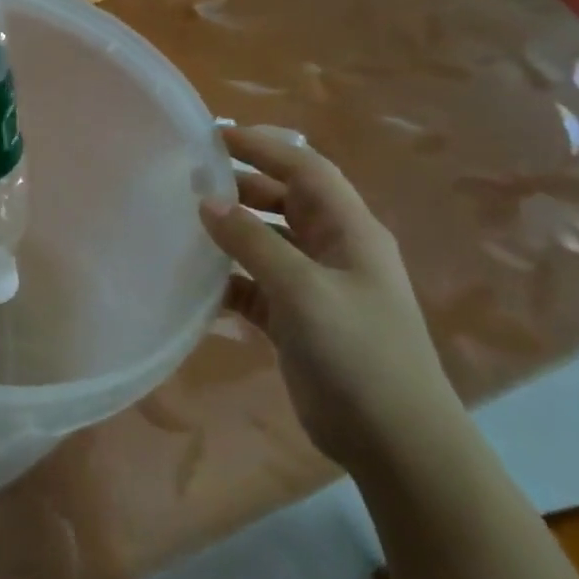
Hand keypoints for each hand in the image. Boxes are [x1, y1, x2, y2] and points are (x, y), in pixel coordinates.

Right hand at [198, 126, 462, 476]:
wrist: (394, 442)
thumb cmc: (359, 353)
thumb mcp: (303, 290)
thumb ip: (253, 242)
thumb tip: (206, 201)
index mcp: (350, 231)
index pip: (305, 169)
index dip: (263, 146)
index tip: (213, 136)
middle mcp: (334, 251)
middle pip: (284, 200)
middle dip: (242, 184)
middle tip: (189, 177)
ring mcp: (315, 287)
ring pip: (266, 242)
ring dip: (231, 231)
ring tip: (184, 222)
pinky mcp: (296, 320)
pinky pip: (254, 284)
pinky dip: (227, 278)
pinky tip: (194, 281)